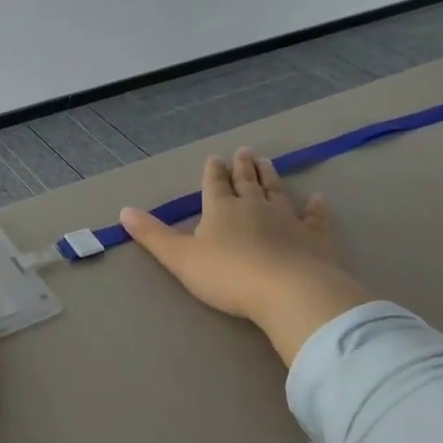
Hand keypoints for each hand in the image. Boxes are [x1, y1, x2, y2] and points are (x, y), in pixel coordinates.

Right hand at [120, 148, 374, 366]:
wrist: (287, 291)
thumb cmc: (227, 275)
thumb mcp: (180, 258)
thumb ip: (153, 235)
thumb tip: (124, 210)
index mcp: (221, 209)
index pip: (215, 184)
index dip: (213, 171)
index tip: (215, 157)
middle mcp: (254, 206)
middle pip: (247, 181)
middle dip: (243, 167)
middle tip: (244, 151)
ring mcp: (287, 219)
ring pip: (277, 191)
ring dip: (271, 177)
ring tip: (267, 161)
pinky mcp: (314, 237)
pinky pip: (315, 217)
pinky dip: (316, 208)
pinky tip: (318, 199)